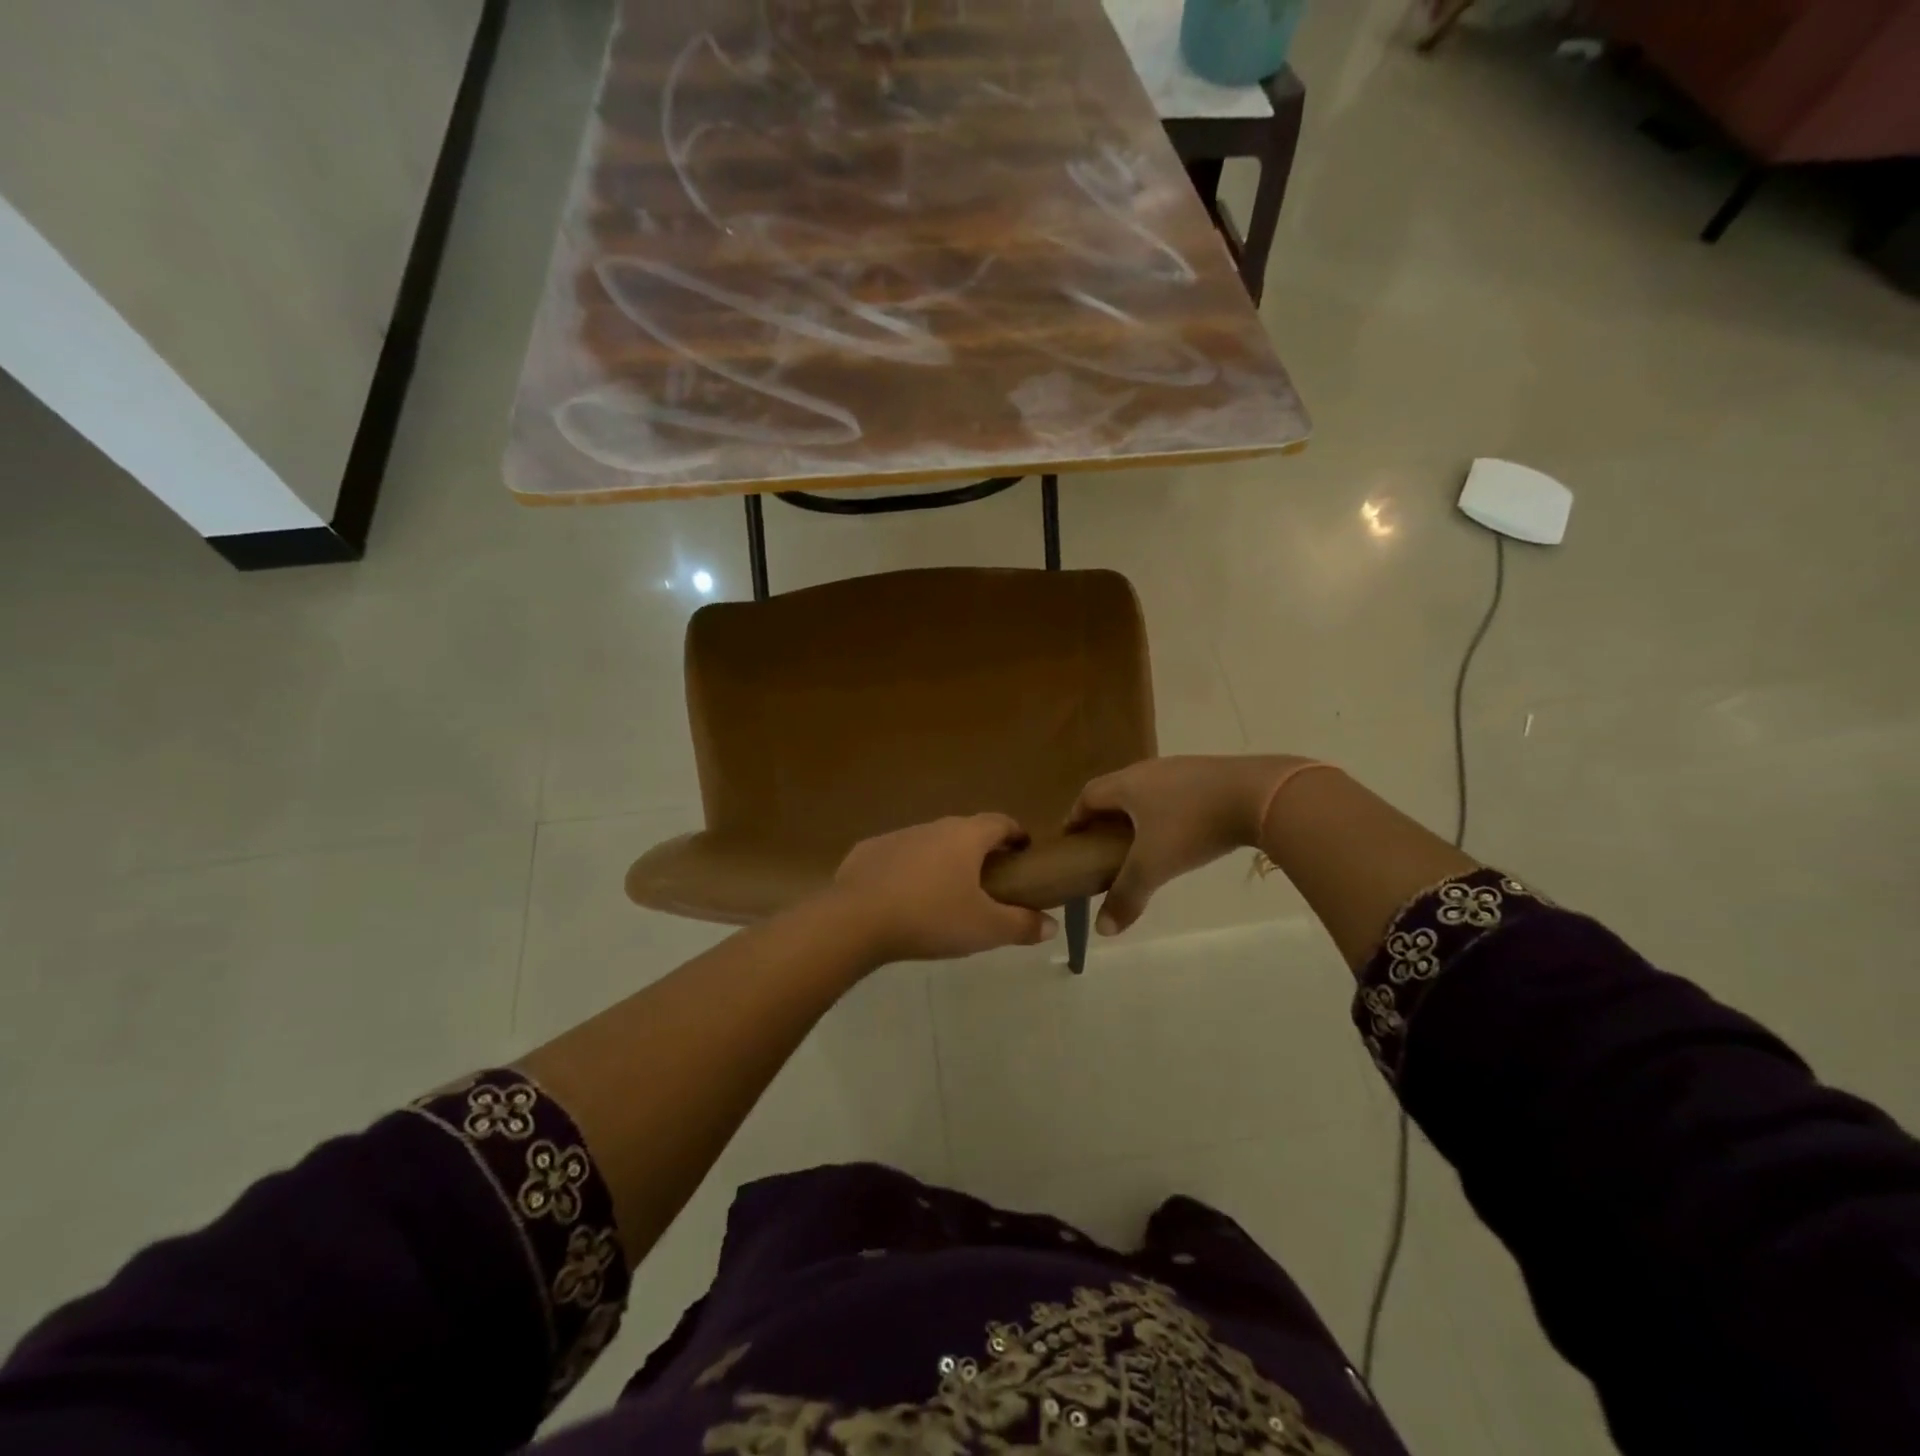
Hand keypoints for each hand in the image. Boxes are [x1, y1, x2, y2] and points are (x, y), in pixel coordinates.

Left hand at [831, 815, 1058, 961]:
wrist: (856, 919)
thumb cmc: (931, 917)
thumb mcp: (985, 929)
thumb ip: (1021, 925)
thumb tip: (1051, 925)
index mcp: (966, 836)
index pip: (1000, 822)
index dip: (1016, 835)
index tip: (1023, 853)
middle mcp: (933, 827)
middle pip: (965, 831)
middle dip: (979, 851)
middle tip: (988, 882)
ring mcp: (898, 836)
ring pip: (929, 843)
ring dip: (942, 861)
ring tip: (945, 894)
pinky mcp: (867, 852)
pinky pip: (897, 857)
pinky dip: (907, 871)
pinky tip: (903, 899)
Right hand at [1068, 755, 1321, 934]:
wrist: (1260, 794)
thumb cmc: (1192, 826)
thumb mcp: (1154, 866)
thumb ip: (1126, 896)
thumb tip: (1102, 929)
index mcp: (1126, 785)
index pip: (1088, 795)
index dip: (1076, 816)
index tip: (1072, 838)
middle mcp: (1148, 770)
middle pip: (1116, 790)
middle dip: (1106, 816)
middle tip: (1104, 844)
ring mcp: (1181, 768)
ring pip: (1148, 790)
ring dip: (1139, 812)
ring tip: (1143, 841)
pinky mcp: (1210, 774)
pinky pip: (1176, 791)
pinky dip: (1168, 810)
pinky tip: (1183, 831)